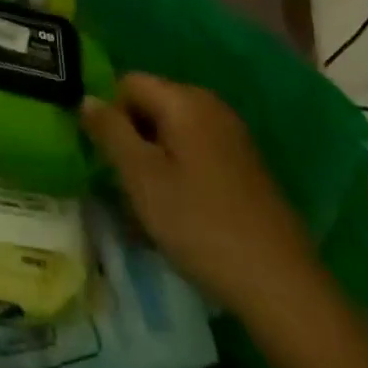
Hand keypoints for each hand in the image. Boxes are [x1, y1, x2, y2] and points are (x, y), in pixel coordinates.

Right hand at [80, 74, 317, 318]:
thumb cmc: (200, 223)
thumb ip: (110, 131)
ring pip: (171, 131)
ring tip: (146, 201)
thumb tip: (86, 98)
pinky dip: (177, 170)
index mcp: (184, 99)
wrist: (281, 285)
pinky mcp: (244, 165)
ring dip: (151, 157)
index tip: (102, 156)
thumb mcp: (141, 177)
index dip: (108, 113)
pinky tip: (178, 209)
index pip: (127, 82)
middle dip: (130, 136)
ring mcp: (232, 135)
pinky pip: (194, 151)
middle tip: (121, 181)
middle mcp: (210, 105)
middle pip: (150, 104)